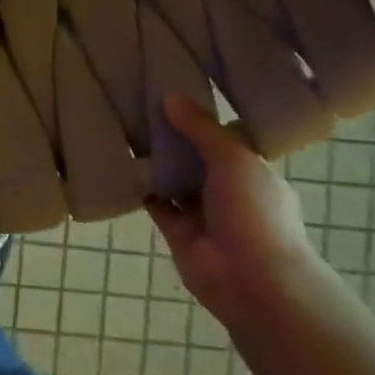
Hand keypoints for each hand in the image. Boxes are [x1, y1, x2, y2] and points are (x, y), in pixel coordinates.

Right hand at [145, 95, 322, 333]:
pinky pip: (156, 203)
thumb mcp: (234, 159)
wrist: (253, 282)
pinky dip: (141, 188)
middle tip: (139, 103)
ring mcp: (203, 212)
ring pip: (175, 179)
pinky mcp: (178, 232)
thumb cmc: (255, 213)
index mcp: (252, 171)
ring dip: (155, 161)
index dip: (203, 118)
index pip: (226, 138)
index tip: (176, 91)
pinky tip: (119, 163)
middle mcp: (229, 189)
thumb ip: (202, 129)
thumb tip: (170, 98)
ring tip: (124, 126)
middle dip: (173, 137)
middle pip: (196, 156)